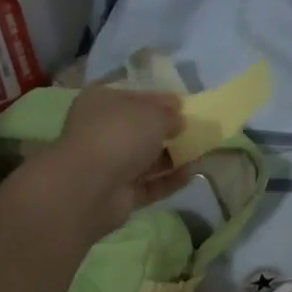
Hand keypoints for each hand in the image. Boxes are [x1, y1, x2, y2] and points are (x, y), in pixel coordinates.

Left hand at [34, 84, 188, 237]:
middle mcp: (102, 131)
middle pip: (141, 129)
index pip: (136, 97)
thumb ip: (170, 115)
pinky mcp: (118, 194)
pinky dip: (169, 180)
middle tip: (197, 130)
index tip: (186, 106)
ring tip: (202, 152)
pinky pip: (149, 184)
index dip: (161, 101)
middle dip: (168, 131)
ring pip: (146, 158)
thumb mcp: (153, 114)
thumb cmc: (120, 134)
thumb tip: (178, 121)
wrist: (89, 187)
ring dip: (172, 156)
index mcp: (102, 102)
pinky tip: (192, 174)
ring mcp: (108, 165)